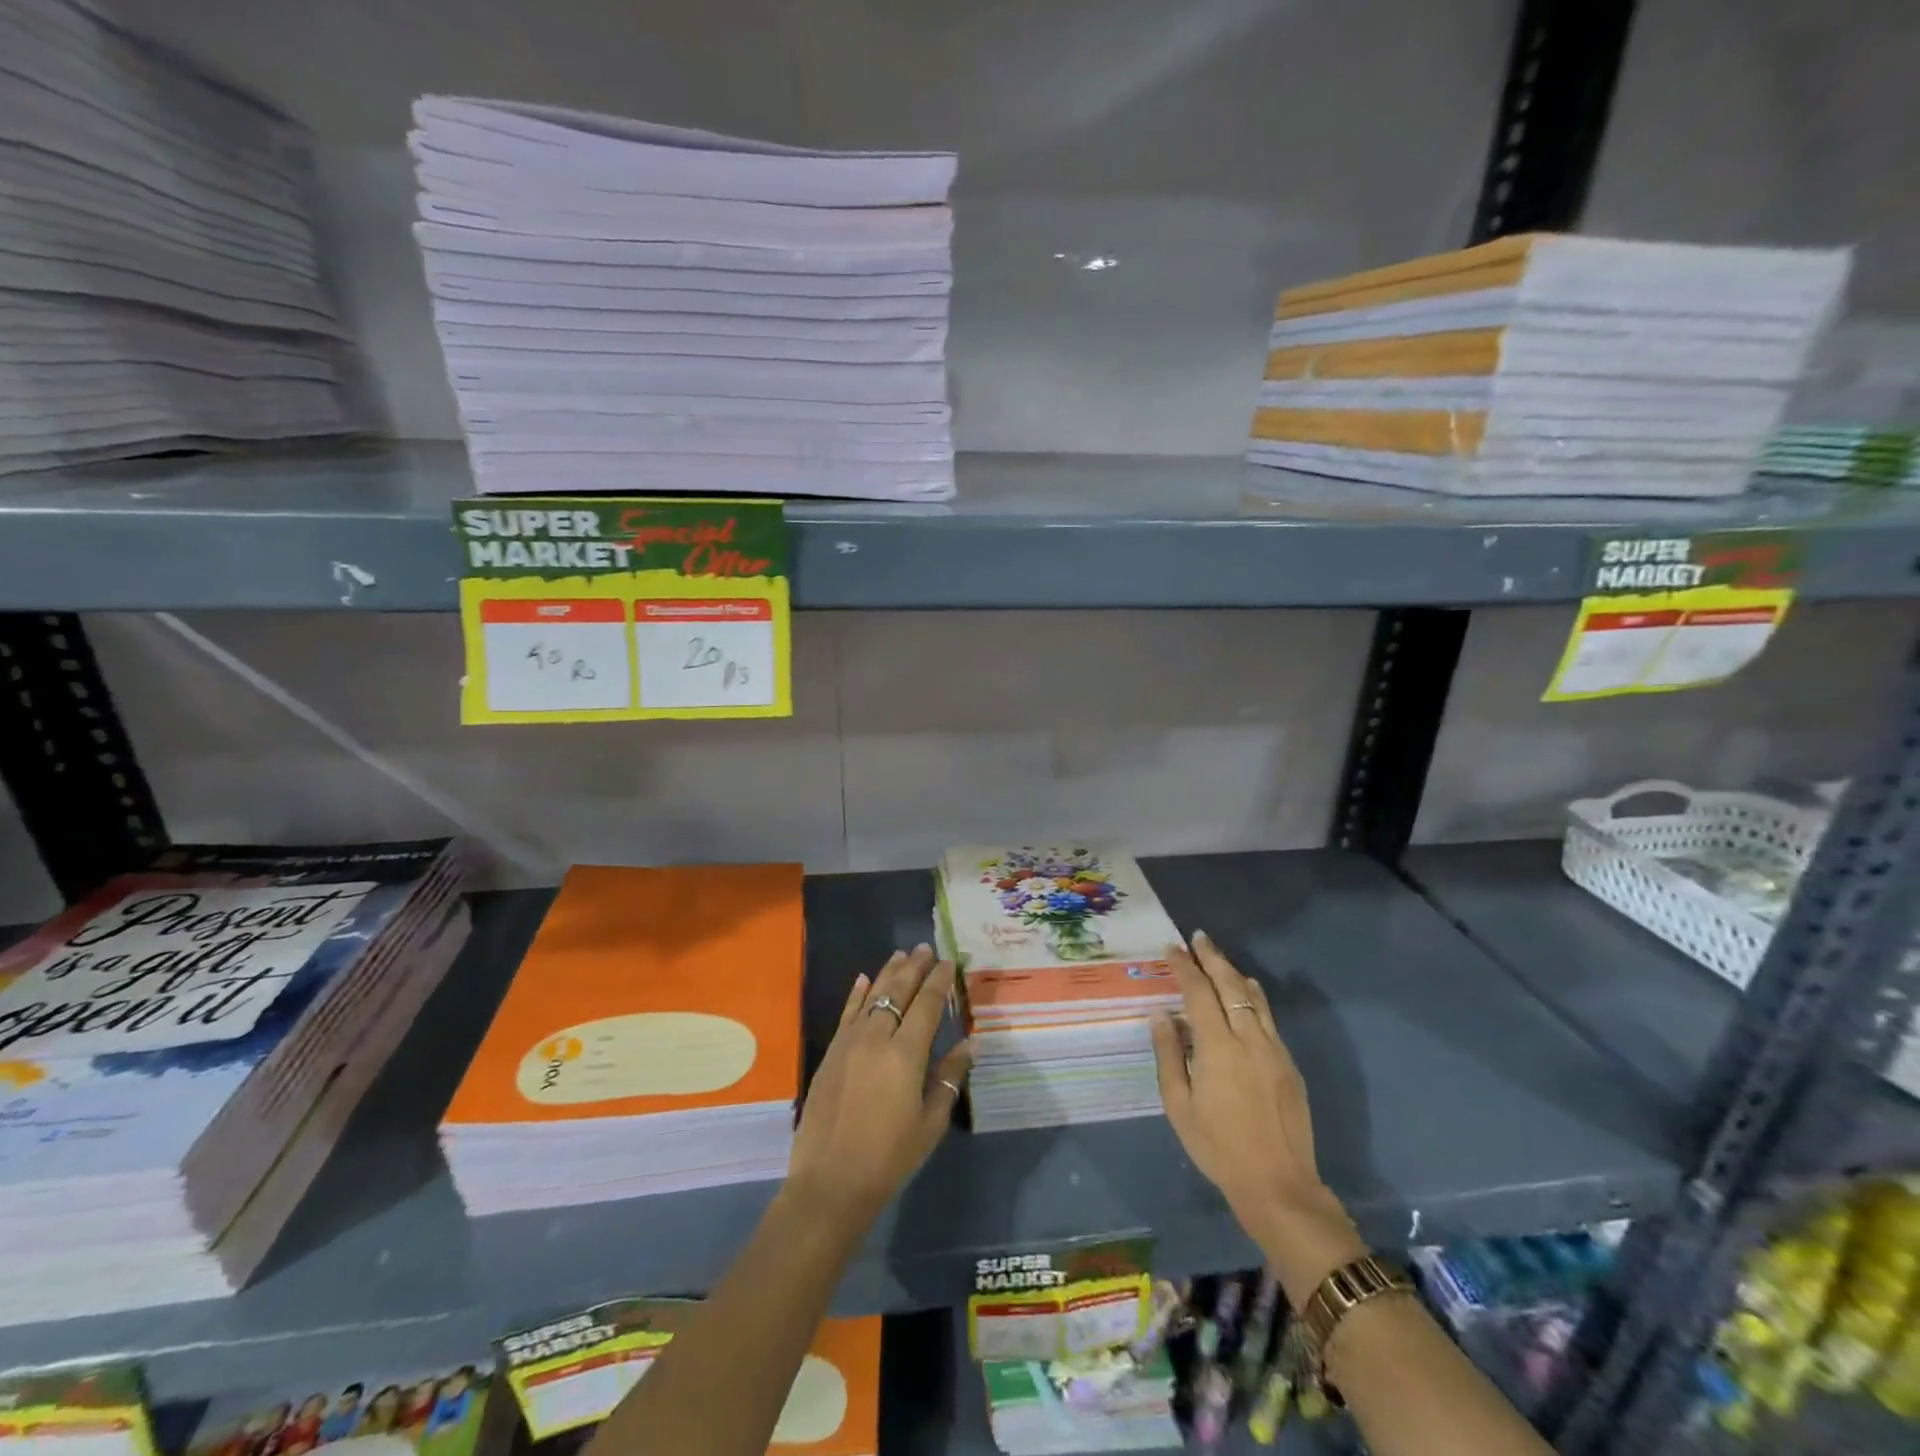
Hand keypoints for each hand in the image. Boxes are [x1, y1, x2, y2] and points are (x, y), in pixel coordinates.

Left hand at [787, 945, 972, 1226]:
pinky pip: (847, 1014)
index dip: (938, 981)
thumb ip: (948, 1079)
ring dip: (888, 973)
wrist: (830, 1182)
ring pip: (872, 996)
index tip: (948, 961)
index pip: (926, 1005)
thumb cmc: (889, 1157)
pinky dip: (857, 994)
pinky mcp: (831, 1054)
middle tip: (925, 947)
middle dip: (914, 968)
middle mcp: (877, 1038)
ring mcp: (849, 1043)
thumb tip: (968, 1044)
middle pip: (898, 993)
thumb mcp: (929, 1123)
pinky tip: (863, 979)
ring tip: (901, 955)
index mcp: (906, 1054)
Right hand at [1150, 932, 1364, 1302]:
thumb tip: (1162, 1016)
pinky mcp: (1288, 1064)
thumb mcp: (1179, 1105)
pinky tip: (1245, 995)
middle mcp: (1249, 1039)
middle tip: (1198, 938)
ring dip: (1234, 974)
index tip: (1172, 949)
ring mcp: (1274, 1050)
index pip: (1199, 993)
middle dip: (1212, 958)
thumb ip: (1169, 1055)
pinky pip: (1268, 1018)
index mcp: (1218, 1048)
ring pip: (1254, 998)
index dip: (1185, 967)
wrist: (1278, 1185)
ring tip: (1218, 959)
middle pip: (1230, 985)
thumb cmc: (1218, 1147)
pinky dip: (1252, 997)